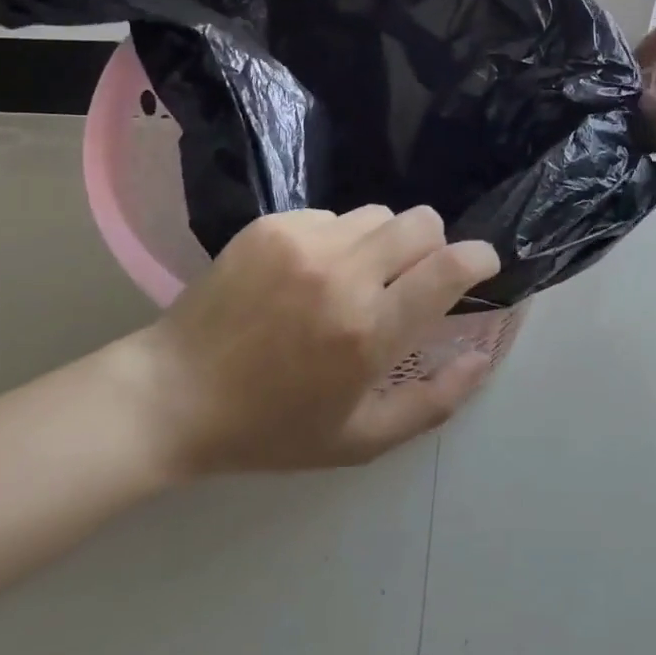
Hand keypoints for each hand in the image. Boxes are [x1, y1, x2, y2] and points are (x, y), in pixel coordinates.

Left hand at [119, 206, 500, 476]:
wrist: (173, 395)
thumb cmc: (272, 427)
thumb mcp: (360, 439)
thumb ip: (433, 401)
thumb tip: (482, 356)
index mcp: (369, 331)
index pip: (450, 267)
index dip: (479, 257)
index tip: (482, 265)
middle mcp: (343, 274)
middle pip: (422, 222)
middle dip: (431, 247)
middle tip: (409, 280)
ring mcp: (303, 242)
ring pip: (378, 215)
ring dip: (382, 243)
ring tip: (353, 279)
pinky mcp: (271, 225)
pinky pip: (331, 216)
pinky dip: (336, 240)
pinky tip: (306, 275)